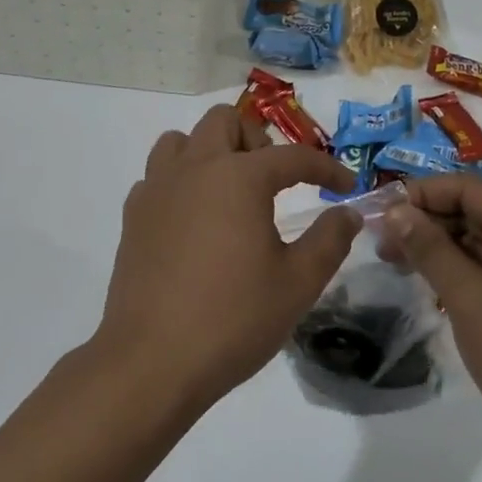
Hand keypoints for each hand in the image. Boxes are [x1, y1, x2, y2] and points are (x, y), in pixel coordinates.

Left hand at [89, 105, 359, 412]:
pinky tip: (194, 219)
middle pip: (225, 121)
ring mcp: (157, 188)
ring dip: (211, 151)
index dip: (326, 167)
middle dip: (258, 141)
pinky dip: (180, 181)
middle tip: (276, 181)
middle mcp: (195, 168)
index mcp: (238, 177)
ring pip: (182, 140)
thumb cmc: (233, 319)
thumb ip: (329, 240)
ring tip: (230, 192)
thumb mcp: (297, 283)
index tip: (346, 186)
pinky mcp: (133, 214)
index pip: (292, 156)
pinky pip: (158, 175)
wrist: (152, 360)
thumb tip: (348, 213)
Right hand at [379, 176, 481, 473]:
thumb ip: (431, 250)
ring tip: (395, 262)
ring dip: (438, 246)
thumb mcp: (471, 300)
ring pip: (480, 239)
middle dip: (425, 222)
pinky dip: (459, 268)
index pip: (467, 188)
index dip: (420, 194)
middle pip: (474, 210)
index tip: (380, 214)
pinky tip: (430, 282)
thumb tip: (395, 210)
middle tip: (381, 244)